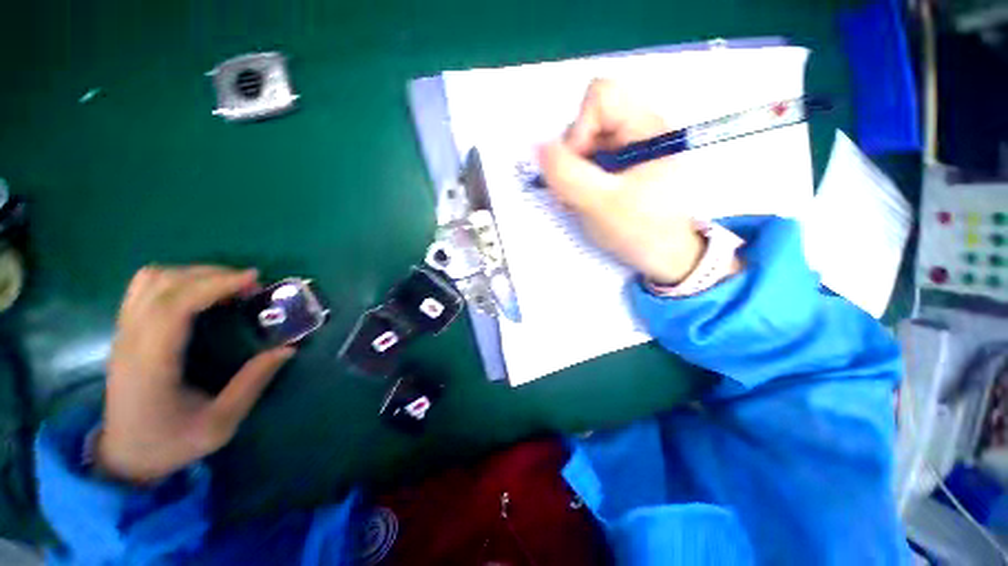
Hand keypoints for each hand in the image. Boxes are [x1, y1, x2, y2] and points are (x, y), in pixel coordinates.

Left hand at [97, 266, 294, 483]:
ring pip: (150, 280)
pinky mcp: (124, 331)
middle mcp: (131, 340)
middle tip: (249, 285)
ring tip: (226, 286)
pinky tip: (199, 294)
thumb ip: (252, 384)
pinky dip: (175, 279)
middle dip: (211, 274)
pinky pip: (144, 288)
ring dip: (192, 274)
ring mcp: (123, 333)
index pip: (175, 305)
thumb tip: (287, 349)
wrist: (123, 457)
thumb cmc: (170, 443)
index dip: (215, 284)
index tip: (254, 279)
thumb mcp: (220, 424)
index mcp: (151, 363)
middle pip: (163, 283)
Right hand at [538, 79, 710, 283]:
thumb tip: (537, 146)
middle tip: (576, 192)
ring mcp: (629, 148)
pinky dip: (579, 181)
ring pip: (584, 144)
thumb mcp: (601, 204)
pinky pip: (588, 161)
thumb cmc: (643, 231)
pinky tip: (586, 201)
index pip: (601, 96)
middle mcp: (638, 129)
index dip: (580, 128)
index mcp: (646, 127)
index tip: (580, 166)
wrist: (668, 256)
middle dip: (573, 158)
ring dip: (574, 174)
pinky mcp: (621, 165)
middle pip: (587, 121)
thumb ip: (567, 174)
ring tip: (582, 201)